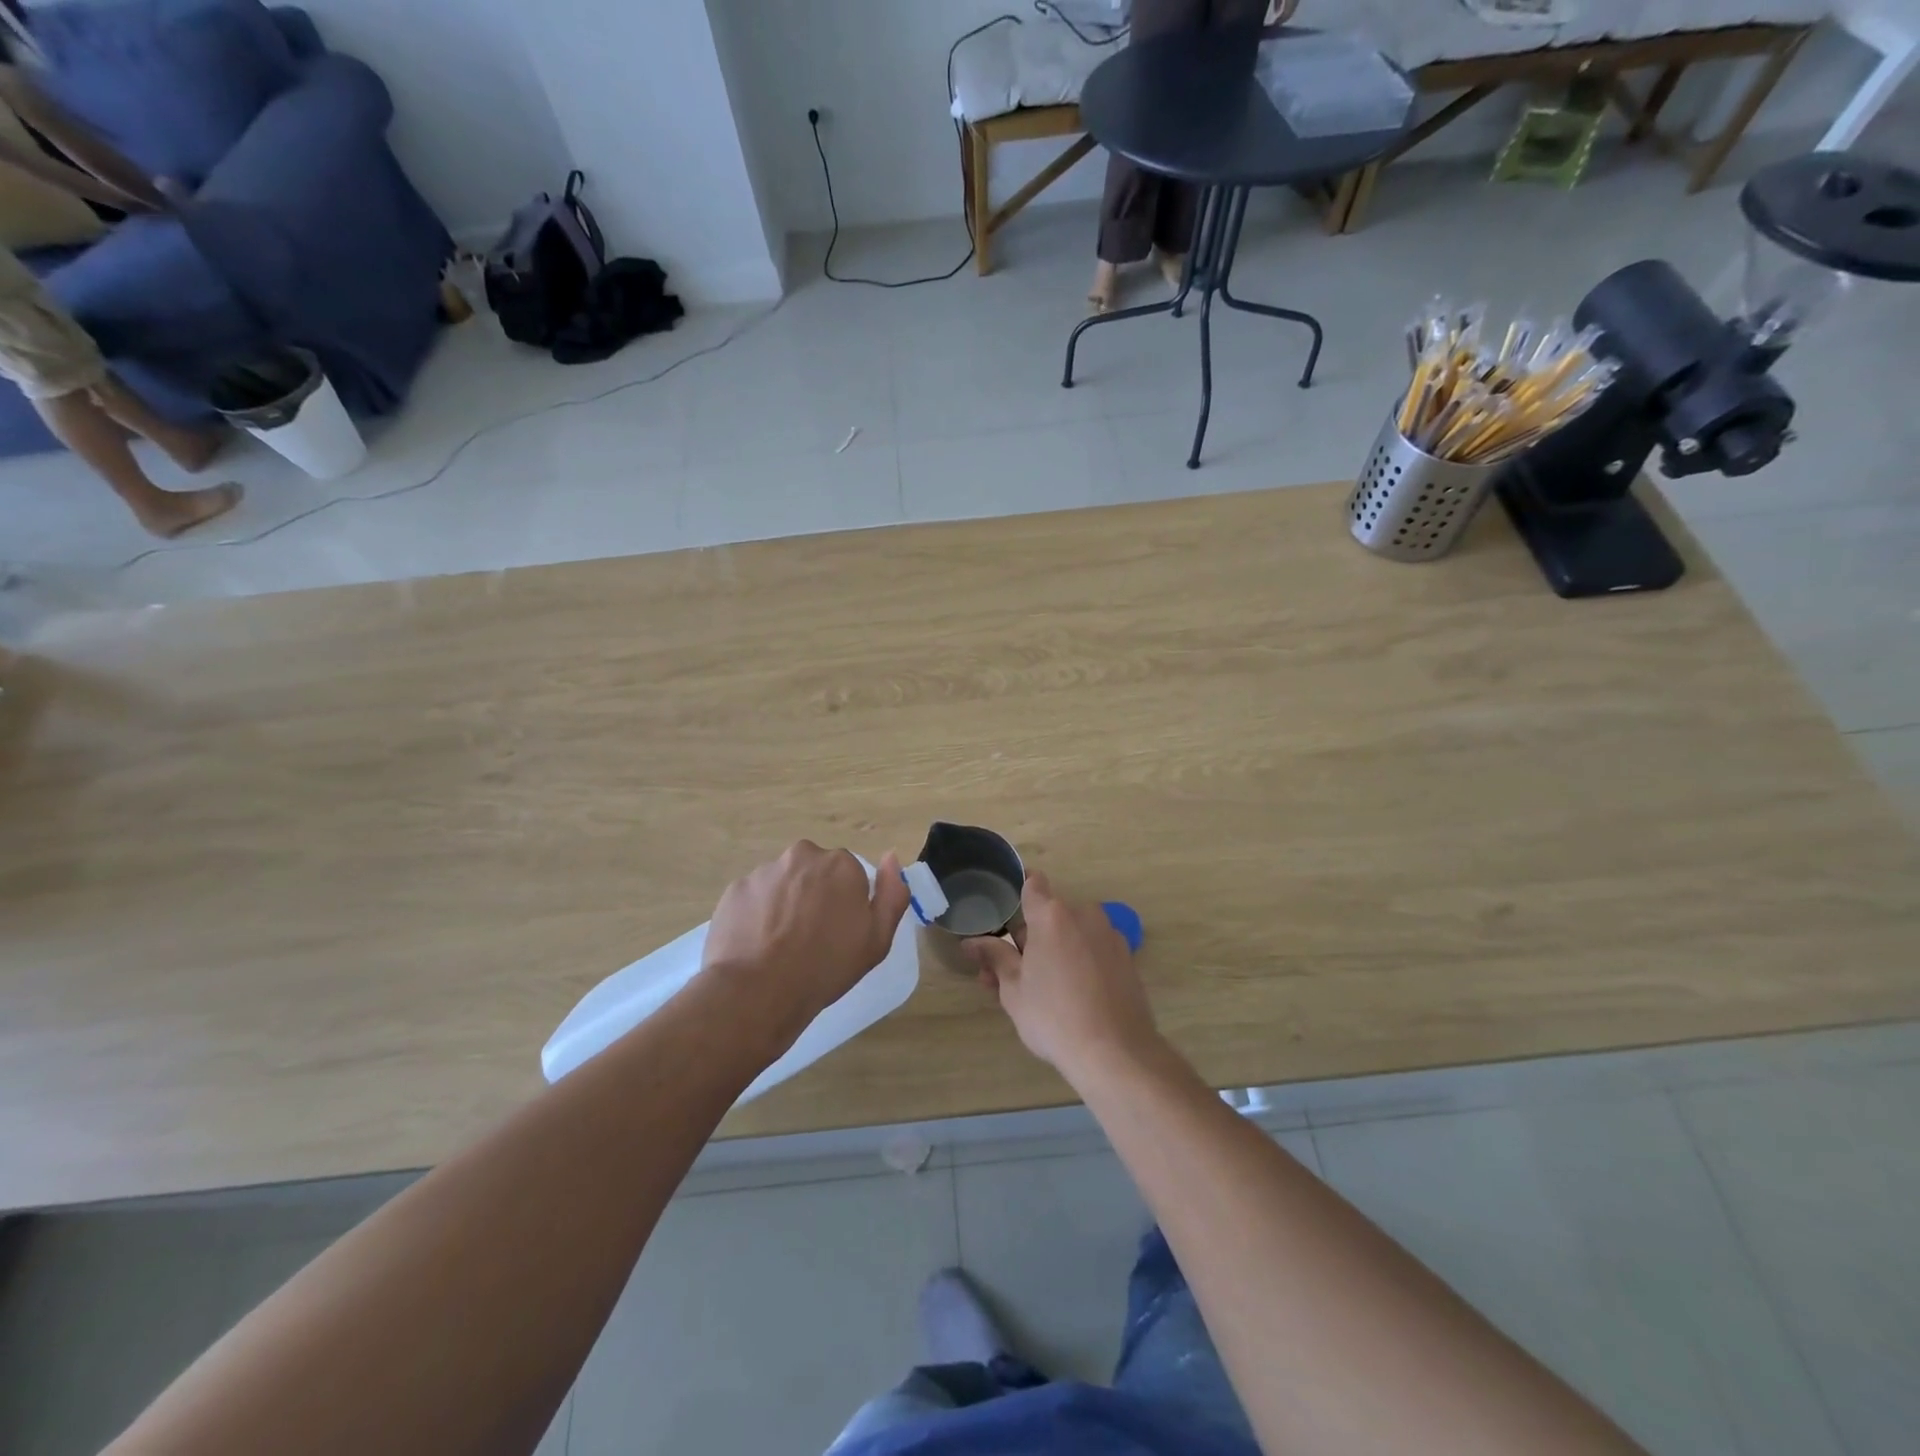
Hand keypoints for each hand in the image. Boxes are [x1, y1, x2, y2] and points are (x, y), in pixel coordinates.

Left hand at [701, 841, 909, 1053]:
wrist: (759, 991)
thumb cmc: (826, 967)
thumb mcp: (877, 939)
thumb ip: (892, 894)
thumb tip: (891, 858)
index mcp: (841, 865)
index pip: (849, 875)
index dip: (845, 903)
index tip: (839, 931)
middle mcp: (803, 856)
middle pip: (814, 872)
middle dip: (814, 895)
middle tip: (811, 936)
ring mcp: (765, 870)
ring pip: (783, 883)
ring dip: (785, 903)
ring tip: (781, 944)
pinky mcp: (736, 888)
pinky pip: (754, 897)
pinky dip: (758, 914)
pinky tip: (758, 943)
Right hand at [966, 871, 1160, 1083]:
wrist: (1116, 1053)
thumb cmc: (1054, 1017)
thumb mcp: (1013, 989)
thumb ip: (994, 957)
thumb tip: (970, 942)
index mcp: (1052, 915)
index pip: (1032, 884)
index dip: (1017, 893)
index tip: (1004, 915)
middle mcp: (1084, 914)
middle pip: (1050, 915)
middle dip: (1029, 937)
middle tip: (1009, 972)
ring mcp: (1109, 935)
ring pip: (1072, 934)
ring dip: (1053, 950)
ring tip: (1037, 990)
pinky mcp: (1126, 958)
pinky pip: (1093, 949)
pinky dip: (1078, 962)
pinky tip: (1070, 995)